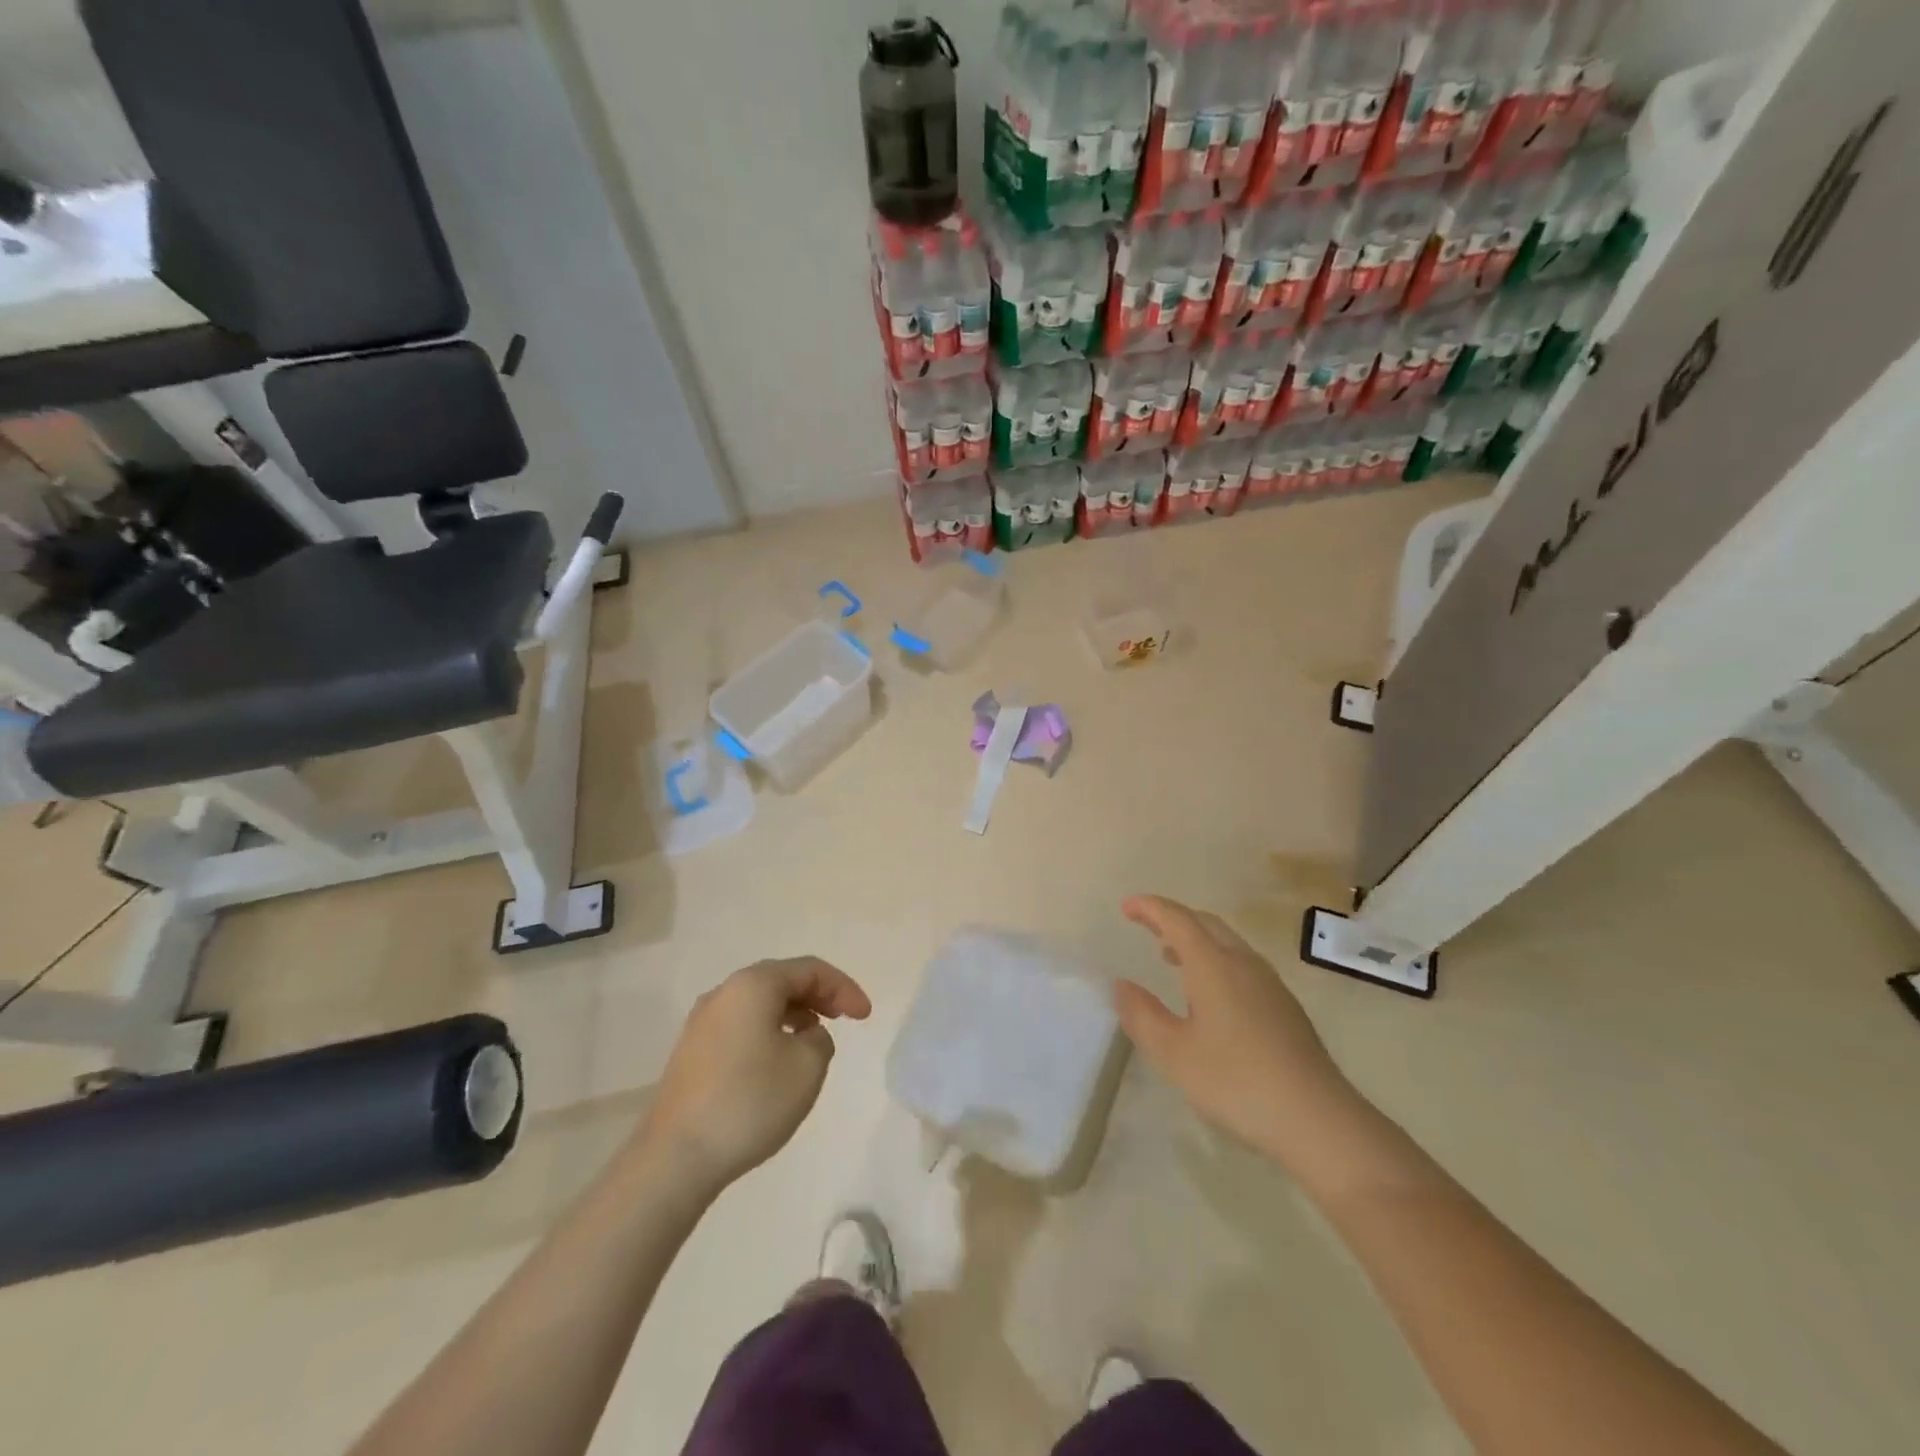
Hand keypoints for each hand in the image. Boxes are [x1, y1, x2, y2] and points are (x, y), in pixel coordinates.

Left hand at [640, 958, 871, 1195]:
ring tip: (815, 1039)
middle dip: (818, 996)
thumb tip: (805, 1036)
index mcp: (753, 985)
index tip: (866, 1017)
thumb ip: (821, 1039)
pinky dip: (769, 1031)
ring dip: (793, 1014)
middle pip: (782, 980)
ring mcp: (702, 1023)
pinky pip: (742, 1025)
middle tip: (844, 1019)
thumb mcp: (808, 1066)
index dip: (844, 988)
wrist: (675, 1158)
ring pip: (760, 1003)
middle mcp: (724, 993)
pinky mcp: (691, 1052)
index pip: (810, 970)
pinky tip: (778, 1060)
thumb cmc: (750, 1101)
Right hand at [1115, 896, 1375, 1180]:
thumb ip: (1142, 1015)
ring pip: (1228, 942)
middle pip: (1206, 923)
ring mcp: (1270, 984)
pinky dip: (1216, 959)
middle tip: (1146, 925)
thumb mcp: (1174, 1054)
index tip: (1127, 907)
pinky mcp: (1285, 1007)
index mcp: (1214, 965)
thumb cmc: (1237, 1082)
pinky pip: (1242, 963)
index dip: (1150, 908)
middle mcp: (1244, 963)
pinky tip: (1210, 994)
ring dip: (1196, 939)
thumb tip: (1122, 985)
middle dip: (1173, 918)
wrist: (1318, 1119)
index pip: (1178, 920)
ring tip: (1170, 956)